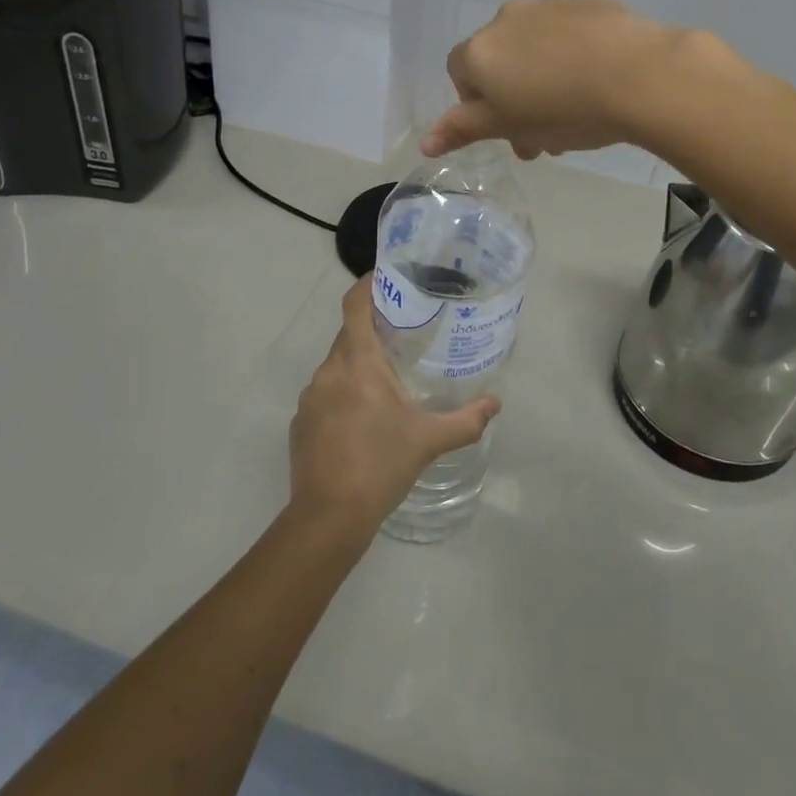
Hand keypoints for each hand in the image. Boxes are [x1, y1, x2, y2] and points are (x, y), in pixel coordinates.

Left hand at [289, 278, 499, 531]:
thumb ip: (466, 420)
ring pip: (336, 365)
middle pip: (348, 334)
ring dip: (358, 366)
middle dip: (373, 330)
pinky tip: (363, 420)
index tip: (387, 278)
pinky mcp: (300, 422)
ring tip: (387, 380)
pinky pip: (324, 393)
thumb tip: (496, 404)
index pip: (354, 305)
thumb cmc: (381, 465)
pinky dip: (343, 394)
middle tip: (404, 334)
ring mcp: (310, 397)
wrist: (328, 518)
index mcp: (358, 363)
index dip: (367, 285)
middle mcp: (329, 371)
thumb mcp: (429, 441)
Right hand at [422, 0, 692, 158]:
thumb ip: (463, 130)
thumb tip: (425, 142)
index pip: (461, 75)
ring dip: (543, 79)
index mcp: (481, 50)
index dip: (479, 105)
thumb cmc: (563, 109)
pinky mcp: (588, 4)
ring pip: (534, 49)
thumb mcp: (508, 126)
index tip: (507, 129)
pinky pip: (568, 35)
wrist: (639, 74)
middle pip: (499, 62)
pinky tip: (599, 82)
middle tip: (544, 136)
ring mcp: (549, 6)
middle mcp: (507, 19)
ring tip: (576, 114)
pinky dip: (573, 57)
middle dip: (514, 98)